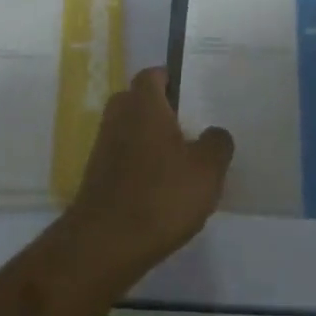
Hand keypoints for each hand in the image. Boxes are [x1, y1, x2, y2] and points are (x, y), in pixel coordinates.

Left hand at [66, 67, 233, 281]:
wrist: (106, 241)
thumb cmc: (161, 195)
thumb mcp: (207, 170)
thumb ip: (217, 143)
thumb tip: (215, 132)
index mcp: (143, 103)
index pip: (154, 74)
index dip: (173, 80)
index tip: (195, 97)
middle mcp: (118, 115)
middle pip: (141, 101)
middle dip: (164, 112)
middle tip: (194, 129)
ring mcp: (103, 144)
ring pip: (132, 130)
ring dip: (152, 141)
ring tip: (183, 164)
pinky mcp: (98, 173)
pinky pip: (125, 156)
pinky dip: (141, 164)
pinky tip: (163, 190)